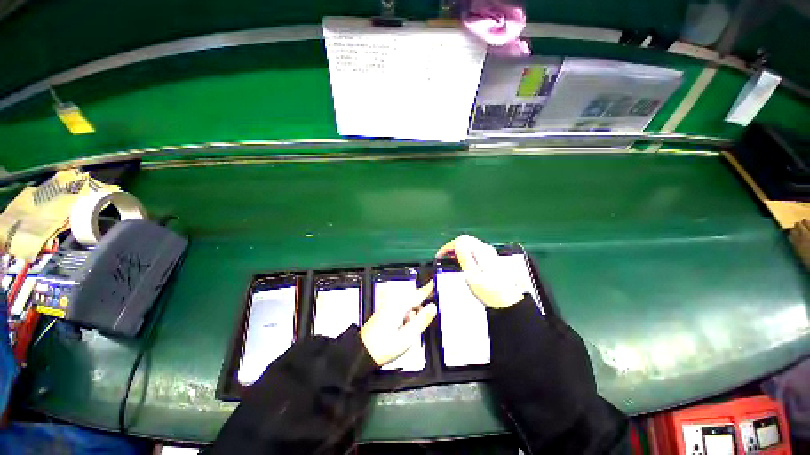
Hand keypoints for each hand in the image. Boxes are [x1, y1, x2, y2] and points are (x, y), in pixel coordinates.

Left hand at [360, 280, 436, 365]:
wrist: (362, 353)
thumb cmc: (384, 346)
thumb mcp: (408, 336)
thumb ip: (422, 320)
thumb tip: (433, 307)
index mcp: (399, 306)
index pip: (417, 294)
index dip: (427, 289)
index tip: (433, 282)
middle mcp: (393, 303)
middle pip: (412, 298)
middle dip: (420, 304)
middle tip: (427, 314)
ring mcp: (387, 307)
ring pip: (406, 304)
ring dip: (413, 311)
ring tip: (412, 328)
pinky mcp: (384, 312)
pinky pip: (400, 308)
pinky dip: (406, 314)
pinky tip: (405, 327)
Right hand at [435, 235, 523, 308]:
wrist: (509, 301)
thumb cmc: (489, 290)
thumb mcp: (472, 274)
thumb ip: (464, 256)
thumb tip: (456, 244)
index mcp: (481, 251)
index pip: (460, 240)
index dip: (447, 246)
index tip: (440, 256)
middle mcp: (486, 249)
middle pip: (465, 241)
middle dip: (452, 247)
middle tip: (443, 258)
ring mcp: (489, 254)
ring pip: (469, 245)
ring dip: (458, 250)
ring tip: (450, 261)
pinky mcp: (491, 260)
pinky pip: (474, 251)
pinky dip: (465, 254)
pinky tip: (462, 263)